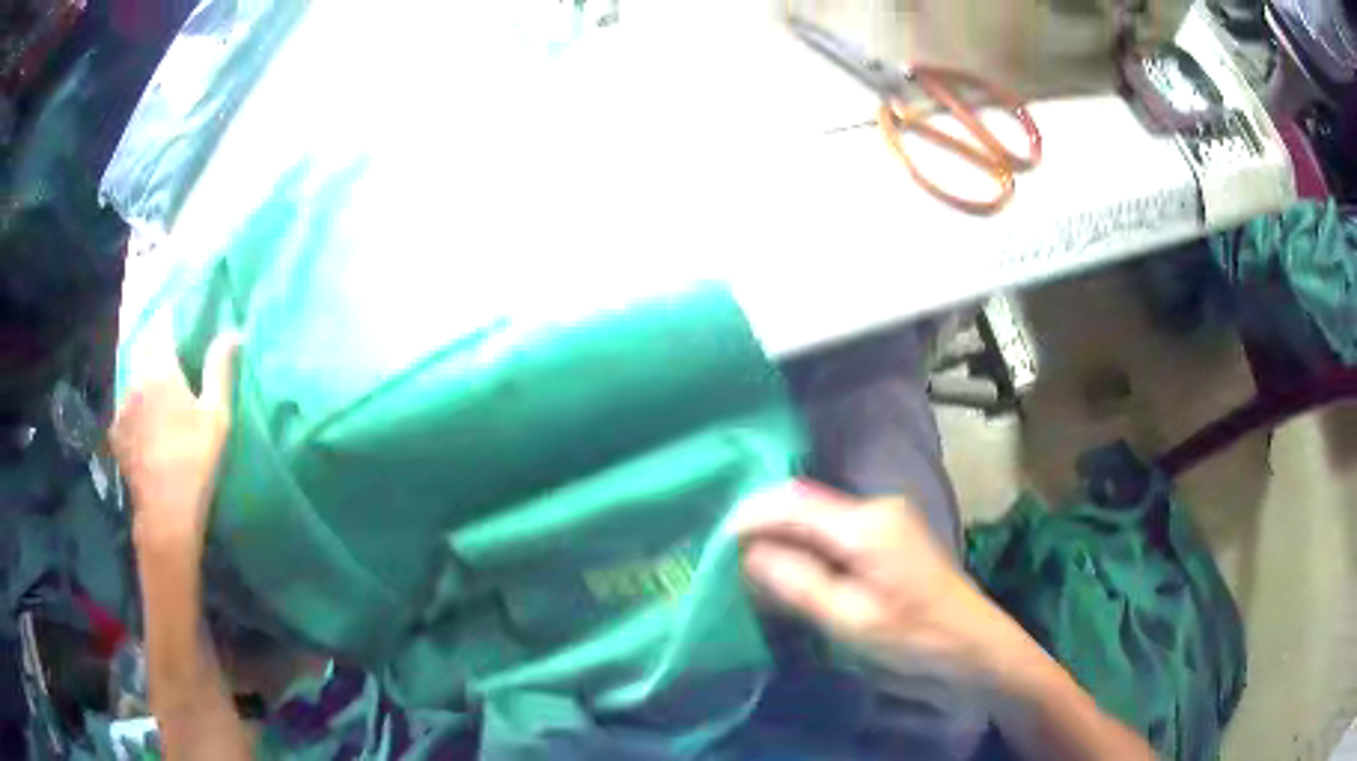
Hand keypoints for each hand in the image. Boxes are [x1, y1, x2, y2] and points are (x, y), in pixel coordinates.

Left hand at [110, 330, 239, 557]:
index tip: (175, 310)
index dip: (168, 315)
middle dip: (154, 345)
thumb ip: (219, 369)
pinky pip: (125, 407)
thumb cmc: (195, 460)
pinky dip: (134, 407)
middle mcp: (135, 379)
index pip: (161, 326)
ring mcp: (121, 407)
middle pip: (143, 349)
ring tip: (155, 394)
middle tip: (168, 354)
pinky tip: (144, 425)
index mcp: (160, 369)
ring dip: (143, 378)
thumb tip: (233, 331)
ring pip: (132, 379)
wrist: (166, 513)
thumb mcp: (216, 415)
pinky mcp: (116, 432)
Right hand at [735, 482, 1005, 678]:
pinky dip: (805, 545)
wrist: (971, 645)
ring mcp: (885, 518)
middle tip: (727, 560)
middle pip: (803, 503)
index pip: (792, 502)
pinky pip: (833, 529)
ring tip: (750, 568)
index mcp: (866, 524)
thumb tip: (747, 554)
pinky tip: (791, 570)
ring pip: (816, 516)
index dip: (749, 516)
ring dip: (783, 537)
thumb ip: (796, 582)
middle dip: (762, 526)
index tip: (715, 544)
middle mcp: (875, 507)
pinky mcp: (888, 535)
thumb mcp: (848, 618)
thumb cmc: (912, 638)